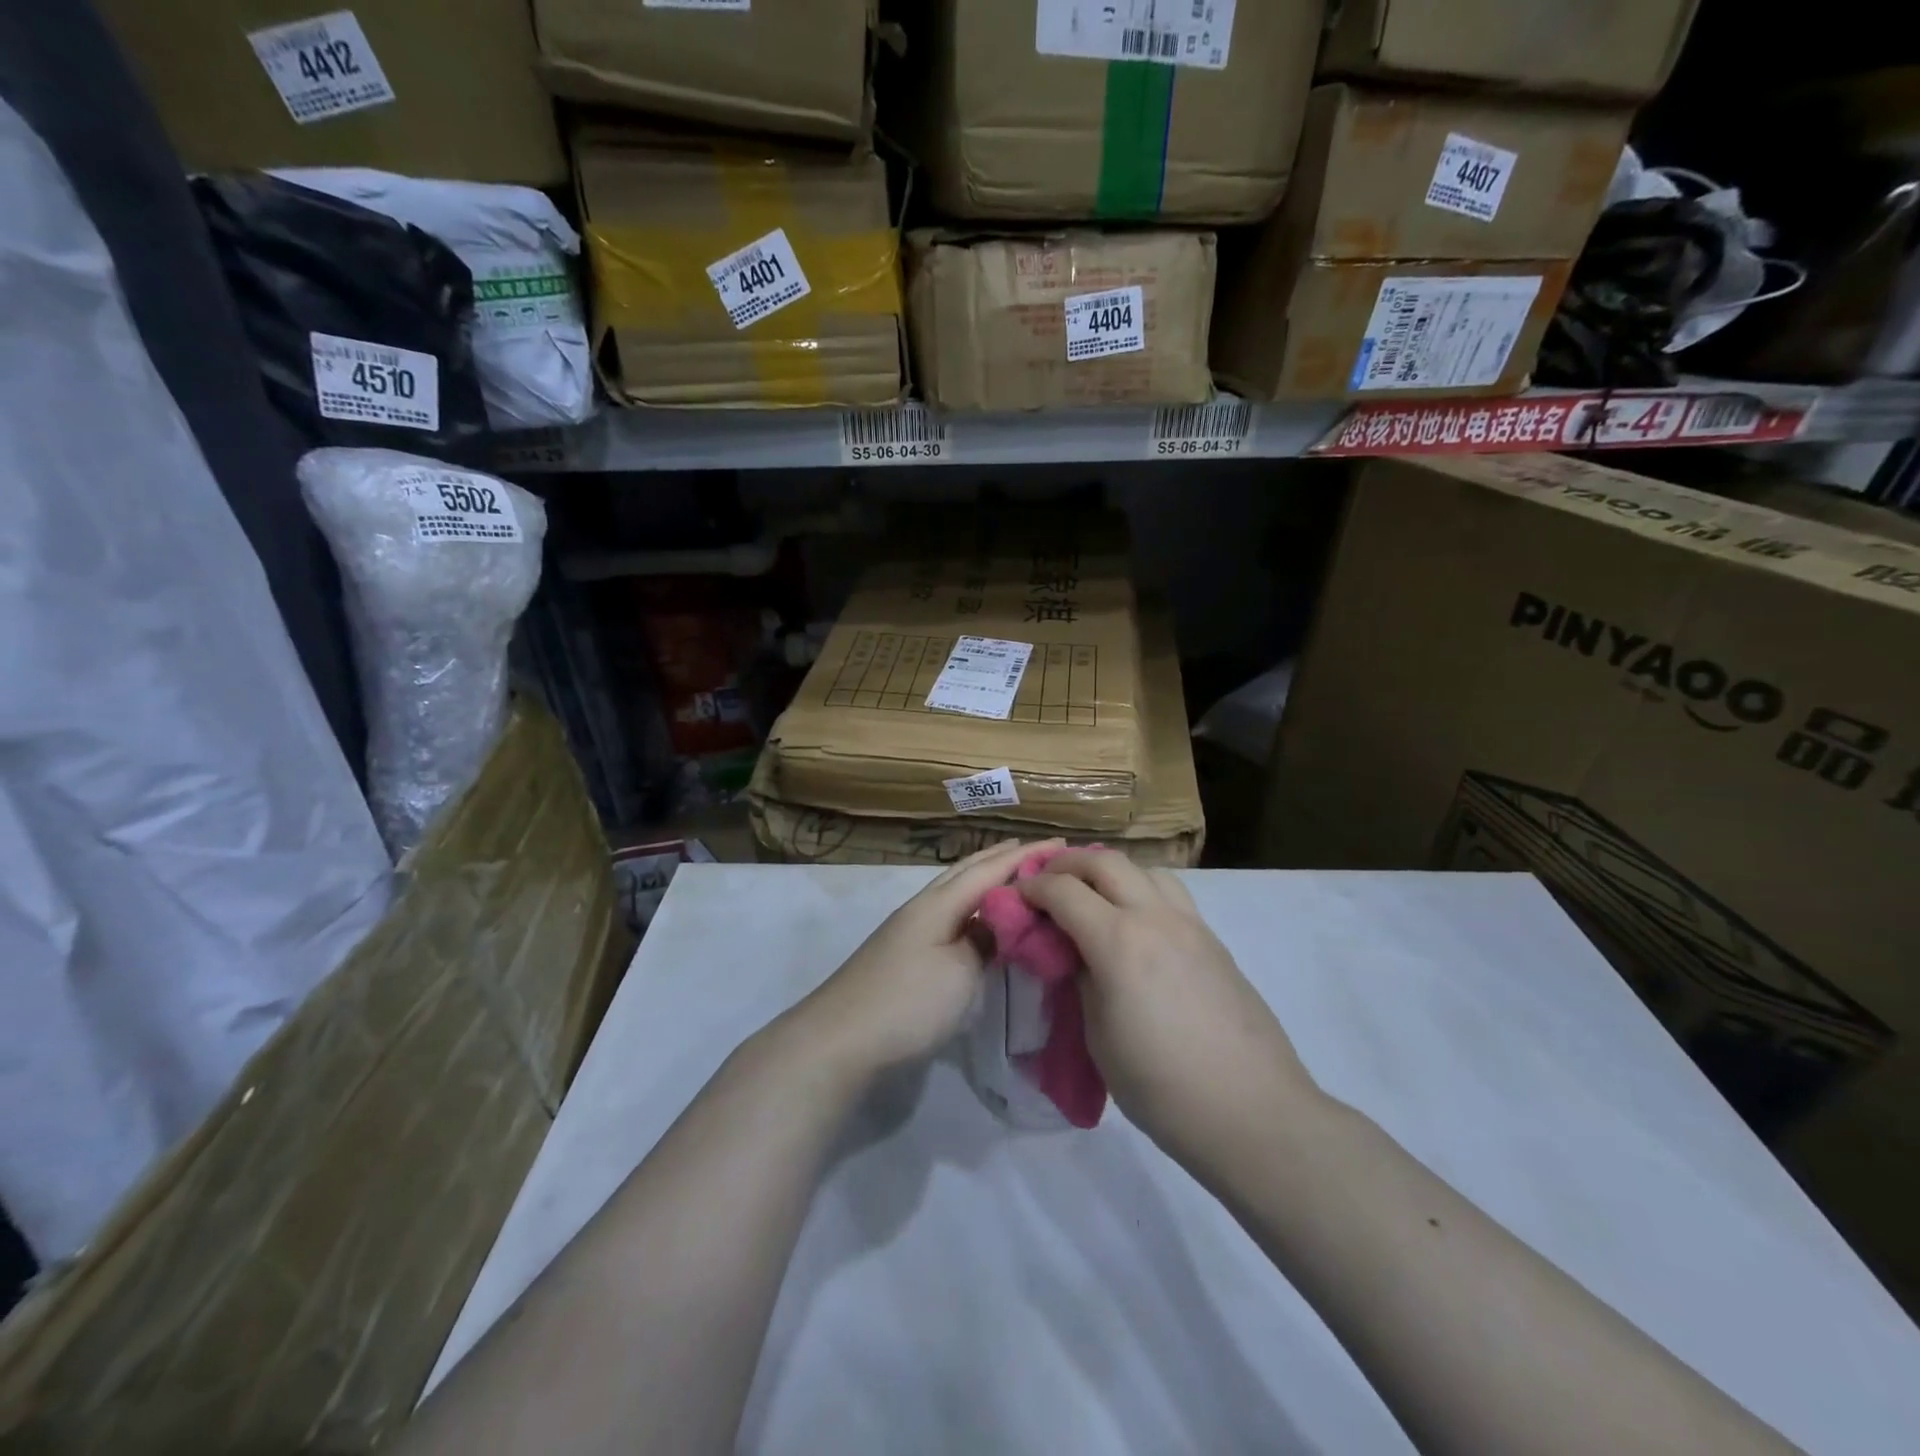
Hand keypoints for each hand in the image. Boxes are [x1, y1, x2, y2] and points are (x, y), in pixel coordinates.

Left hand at [792, 838, 1057, 1084]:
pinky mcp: (903, 953)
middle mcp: (923, 907)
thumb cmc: (908, 1001)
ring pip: (955, 892)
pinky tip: (979, 920)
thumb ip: (985, 940)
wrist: (840, 1040)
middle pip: (967, 872)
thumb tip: (998, 921)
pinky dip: (972, 908)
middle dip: (1002, 858)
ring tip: (1013, 877)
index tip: (1062, 842)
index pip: (991, 870)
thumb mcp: (960, 971)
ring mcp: (909, 930)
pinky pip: (949, 915)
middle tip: (1038, 850)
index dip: (1026, 855)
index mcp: (939, 903)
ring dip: (985, 880)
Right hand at [1018, 850, 1318, 1172]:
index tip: (1016, 895)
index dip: (1033, 887)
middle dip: (1068, 863)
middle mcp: (1155, 918)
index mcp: (1118, 942)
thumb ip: (1083, 981)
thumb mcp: (1099, 1037)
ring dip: (1111, 871)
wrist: (1253, 1113)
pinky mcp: (1214, 941)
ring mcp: (1191, 925)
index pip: (1064, 890)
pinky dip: (1143, 891)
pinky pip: (1172, 895)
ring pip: (1145, 869)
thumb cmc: (1163, 1087)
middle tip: (1047, 881)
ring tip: (1094, 896)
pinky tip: (1137, 924)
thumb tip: (1076, 954)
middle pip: (1105, 862)